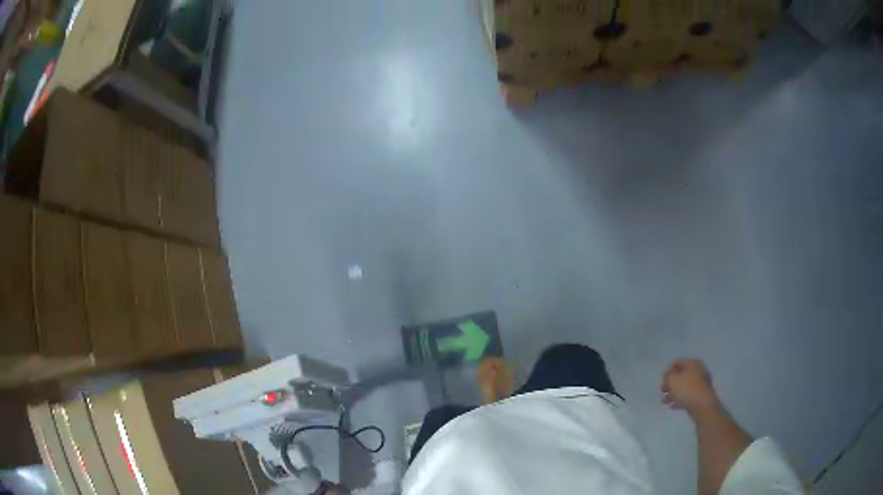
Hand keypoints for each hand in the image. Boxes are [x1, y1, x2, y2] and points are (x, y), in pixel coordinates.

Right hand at [661, 359, 719, 415]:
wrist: (702, 405)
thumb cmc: (686, 389)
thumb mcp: (672, 380)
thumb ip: (667, 376)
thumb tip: (668, 376)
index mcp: (693, 363)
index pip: (677, 363)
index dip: (668, 371)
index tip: (662, 381)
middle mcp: (698, 371)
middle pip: (680, 375)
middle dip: (670, 384)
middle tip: (662, 391)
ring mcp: (700, 384)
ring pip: (683, 387)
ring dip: (673, 393)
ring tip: (664, 402)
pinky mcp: (700, 395)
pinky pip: (687, 395)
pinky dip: (679, 399)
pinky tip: (672, 406)